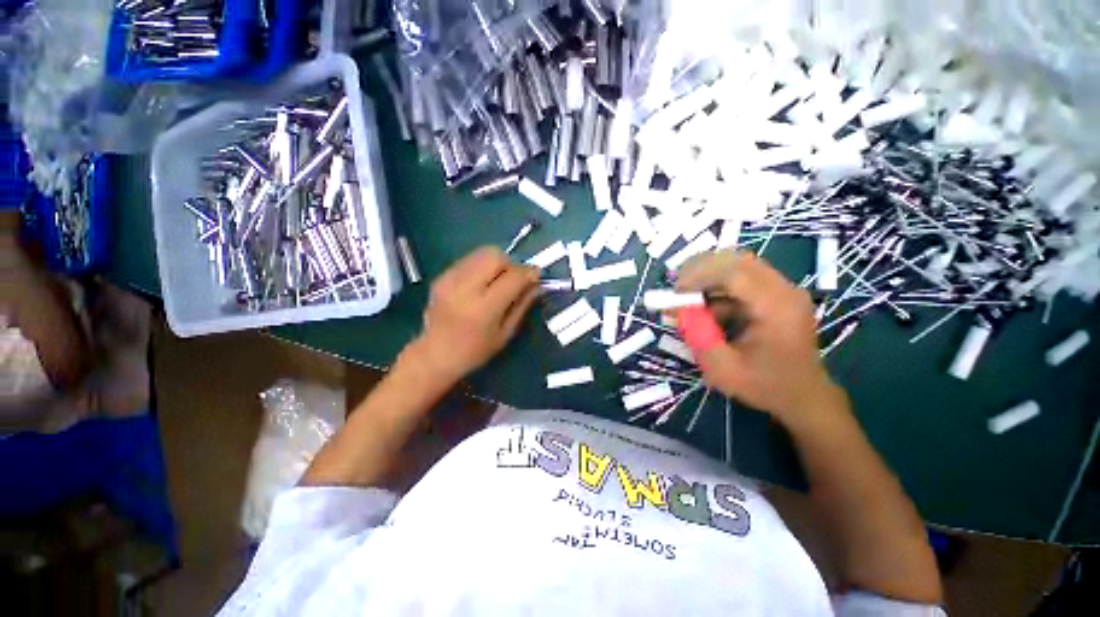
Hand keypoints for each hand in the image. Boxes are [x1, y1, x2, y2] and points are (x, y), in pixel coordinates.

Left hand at [409, 247, 540, 382]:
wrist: (434, 355)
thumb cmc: (475, 351)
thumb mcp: (506, 333)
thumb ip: (523, 305)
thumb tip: (537, 283)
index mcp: (484, 308)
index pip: (513, 277)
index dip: (529, 272)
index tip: (536, 275)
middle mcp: (465, 288)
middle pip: (495, 256)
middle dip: (510, 264)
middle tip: (512, 280)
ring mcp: (450, 279)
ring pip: (482, 253)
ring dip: (496, 264)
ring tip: (496, 282)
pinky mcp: (441, 276)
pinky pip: (469, 260)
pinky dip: (481, 267)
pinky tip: (479, 284)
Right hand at [675, 250, 840, 425]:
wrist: (804, 396)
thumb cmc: (765, 385)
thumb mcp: (723, 368)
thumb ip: (697, 336)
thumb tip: (675, 310)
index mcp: (777, 308)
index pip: (735, 273)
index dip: (699, 276)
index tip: (675, 292)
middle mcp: (784, 290)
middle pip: (737, 260)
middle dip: (701, 269)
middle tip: (678, 287)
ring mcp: (782, 290)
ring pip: (738, 266)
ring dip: (709, 278)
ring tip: (689, 299)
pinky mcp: (776, 294)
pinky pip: (742, 279)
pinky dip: (718, 288)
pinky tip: (708, 310)